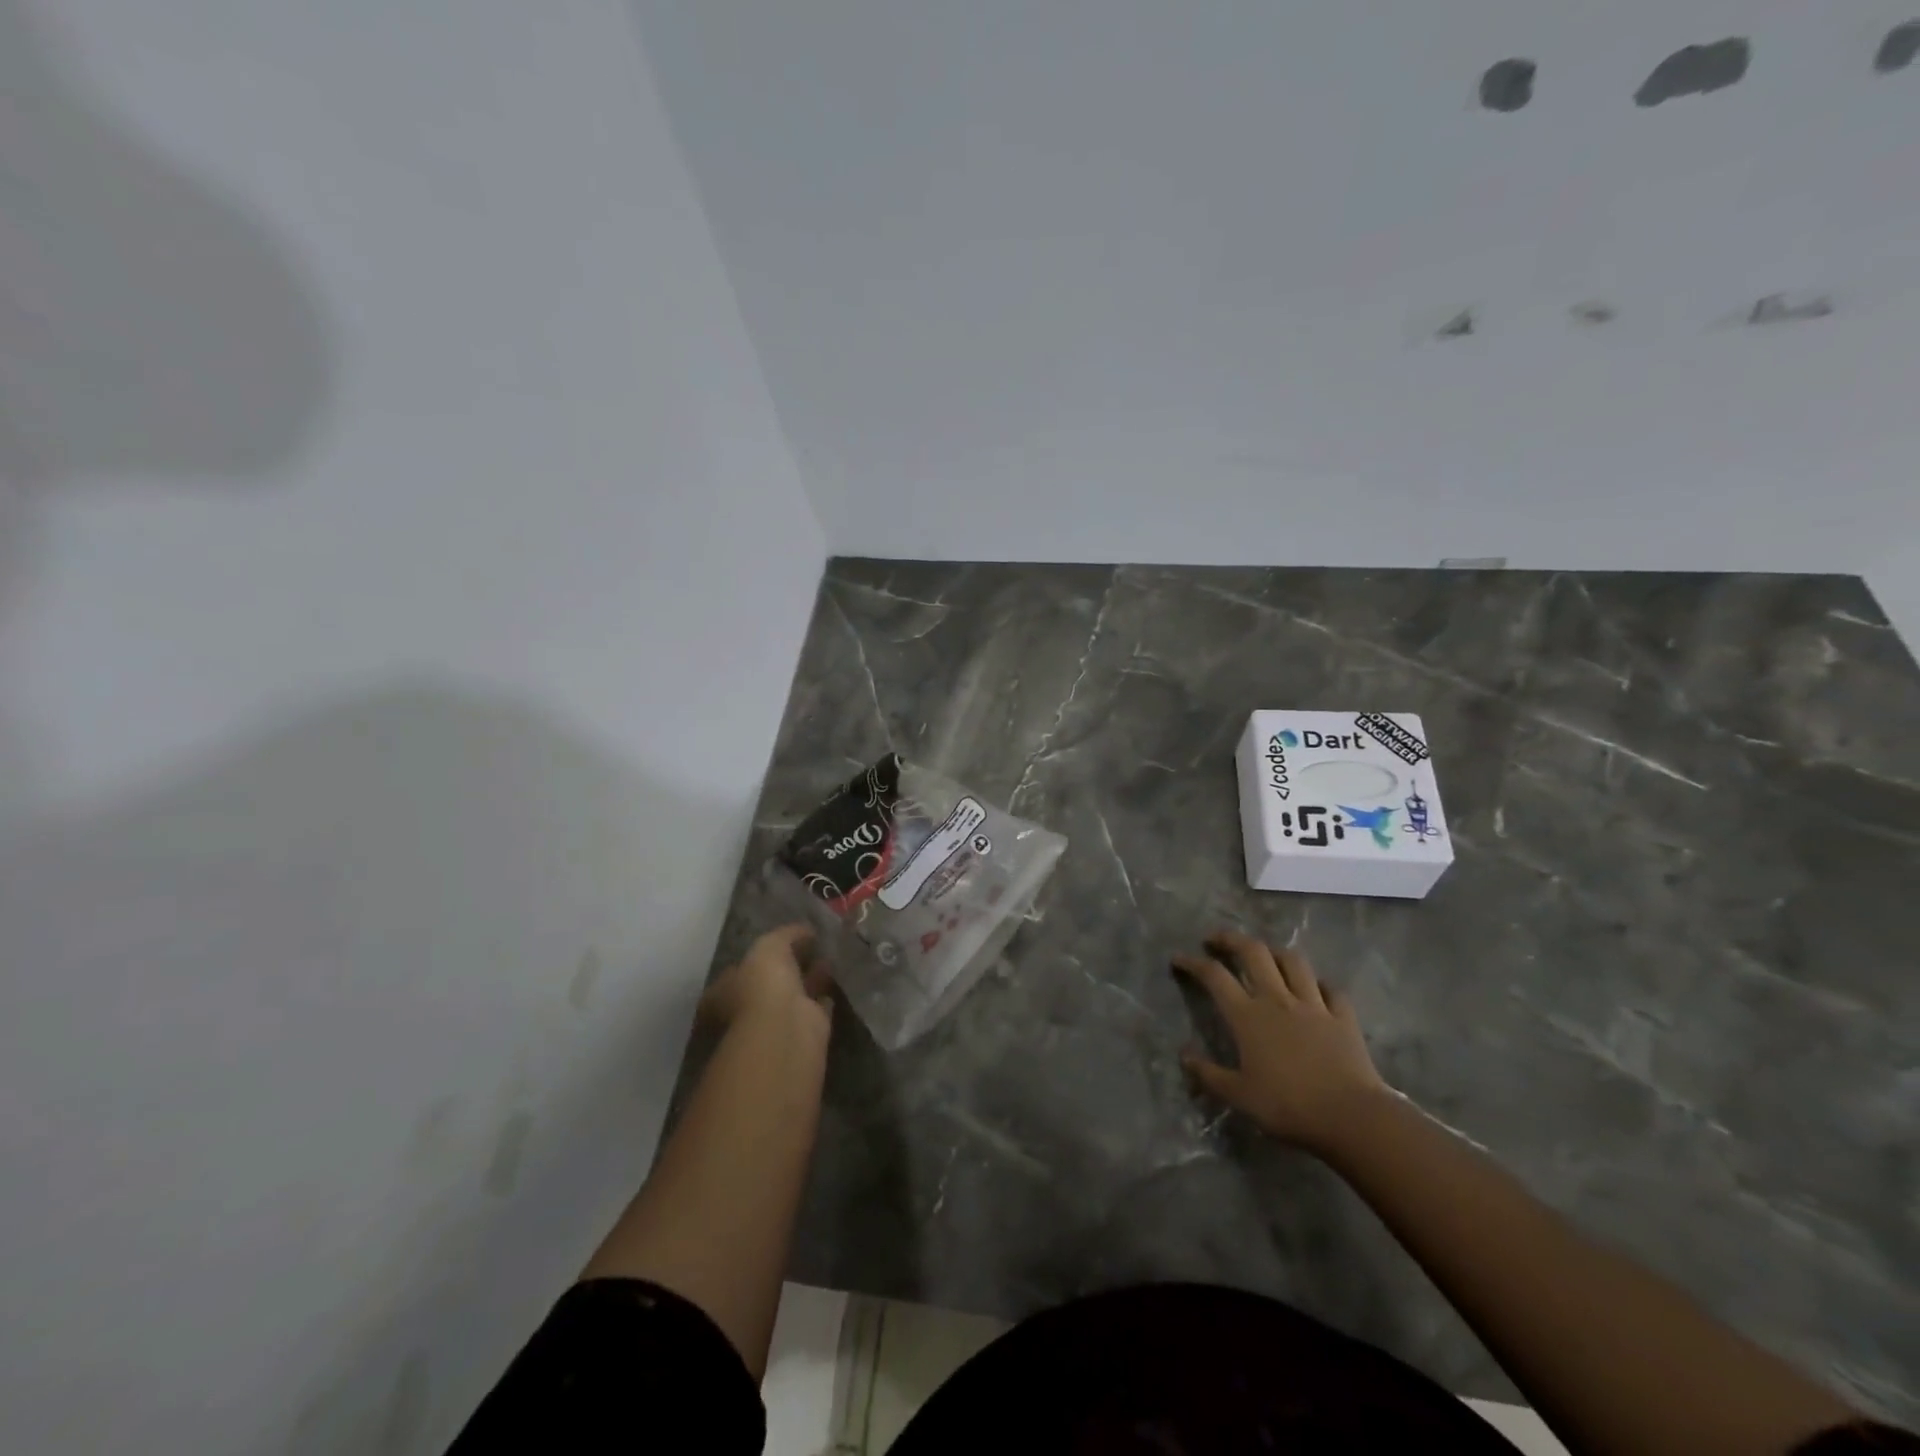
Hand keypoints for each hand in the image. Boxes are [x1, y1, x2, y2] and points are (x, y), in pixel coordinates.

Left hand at [700, 924, 832, 1041]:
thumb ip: (786, 934)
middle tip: (810, 945)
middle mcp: (749, 1007)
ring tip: (828, 955)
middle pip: (770, 981)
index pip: (742, 967)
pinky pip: (815, 1006)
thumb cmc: (764, 983)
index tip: (785, 939)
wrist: (786, 1026)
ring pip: (795, 993)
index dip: (762, 953)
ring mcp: (776, 1021)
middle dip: (789, 964)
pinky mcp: (804, 1029)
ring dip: (809, 977)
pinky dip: (824, 995)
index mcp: (727, 989)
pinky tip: (837, 978)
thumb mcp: (770, 945)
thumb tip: (805, 930)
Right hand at [1173, 931, 1388, 1152]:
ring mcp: (1313, 1005)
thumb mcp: (1239, 1096)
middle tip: (1216, 940)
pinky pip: (1331, 989)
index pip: (1214, 976)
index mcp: (1248, 1016)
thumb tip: (1183, 1054)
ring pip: (1292, 962)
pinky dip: (1319, 984)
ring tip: (1265, 955)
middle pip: (1253, 952)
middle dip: (1231, 939)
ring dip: (1274, 952)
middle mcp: (1277, 999)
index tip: (1178, 959)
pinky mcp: (1343, 1017)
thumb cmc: (1288, 1106)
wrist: (1351, 1117)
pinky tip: (1315, 988)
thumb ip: (1209, 1074)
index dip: (1193, 963)